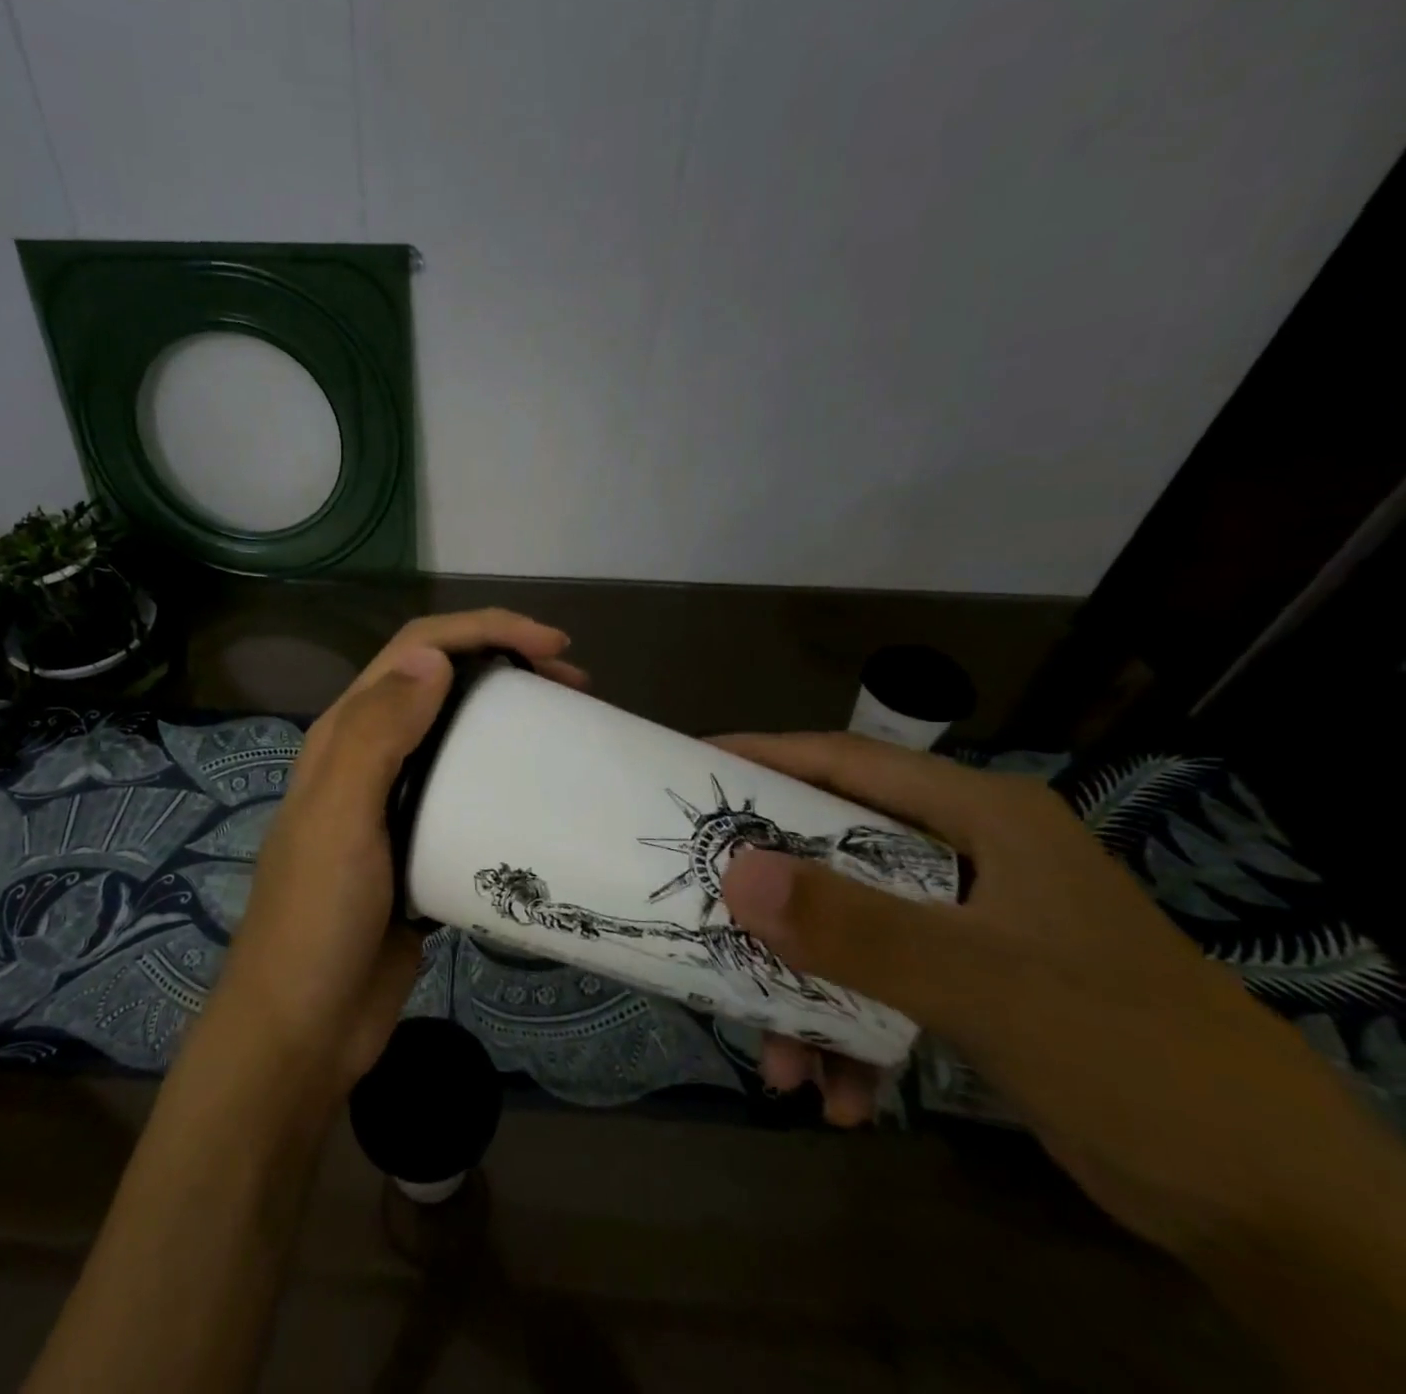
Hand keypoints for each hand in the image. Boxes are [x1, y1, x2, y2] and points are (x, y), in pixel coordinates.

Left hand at [206, 610, 584, 1109]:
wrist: (304, 1026)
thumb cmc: (317, 918)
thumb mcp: (340, 818)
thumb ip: (377, 733)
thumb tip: (434, 656)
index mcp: (345, 735)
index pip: (416, 651)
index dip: (482, 631)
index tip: (552, 647)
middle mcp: (370, 757)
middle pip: (443, 684)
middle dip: (506, 664)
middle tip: (575, 684)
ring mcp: (396, 803)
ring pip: (459, 735)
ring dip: (509, 718)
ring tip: (568, 727)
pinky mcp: (422, 845)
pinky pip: (469, 792)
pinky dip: (505, 776)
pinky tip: (540, 792)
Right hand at [712, 733, 1405, 1262]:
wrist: (1277, 1211)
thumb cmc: (1131, 1054)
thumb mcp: (980, 983)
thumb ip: (854, 927)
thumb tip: (735, 872)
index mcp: (980, 818)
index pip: (849, 761)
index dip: (766, 757)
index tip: (692, 766)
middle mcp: (967, 856)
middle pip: (836, 852)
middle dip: (772, 899)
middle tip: (703, 911)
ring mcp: (969, 923)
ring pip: (850, 929)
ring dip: (806, 992)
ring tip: (778, 1060)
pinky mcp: (973, 984)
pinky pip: (879, 987)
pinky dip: (849, 1035)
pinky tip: (839, 1096)